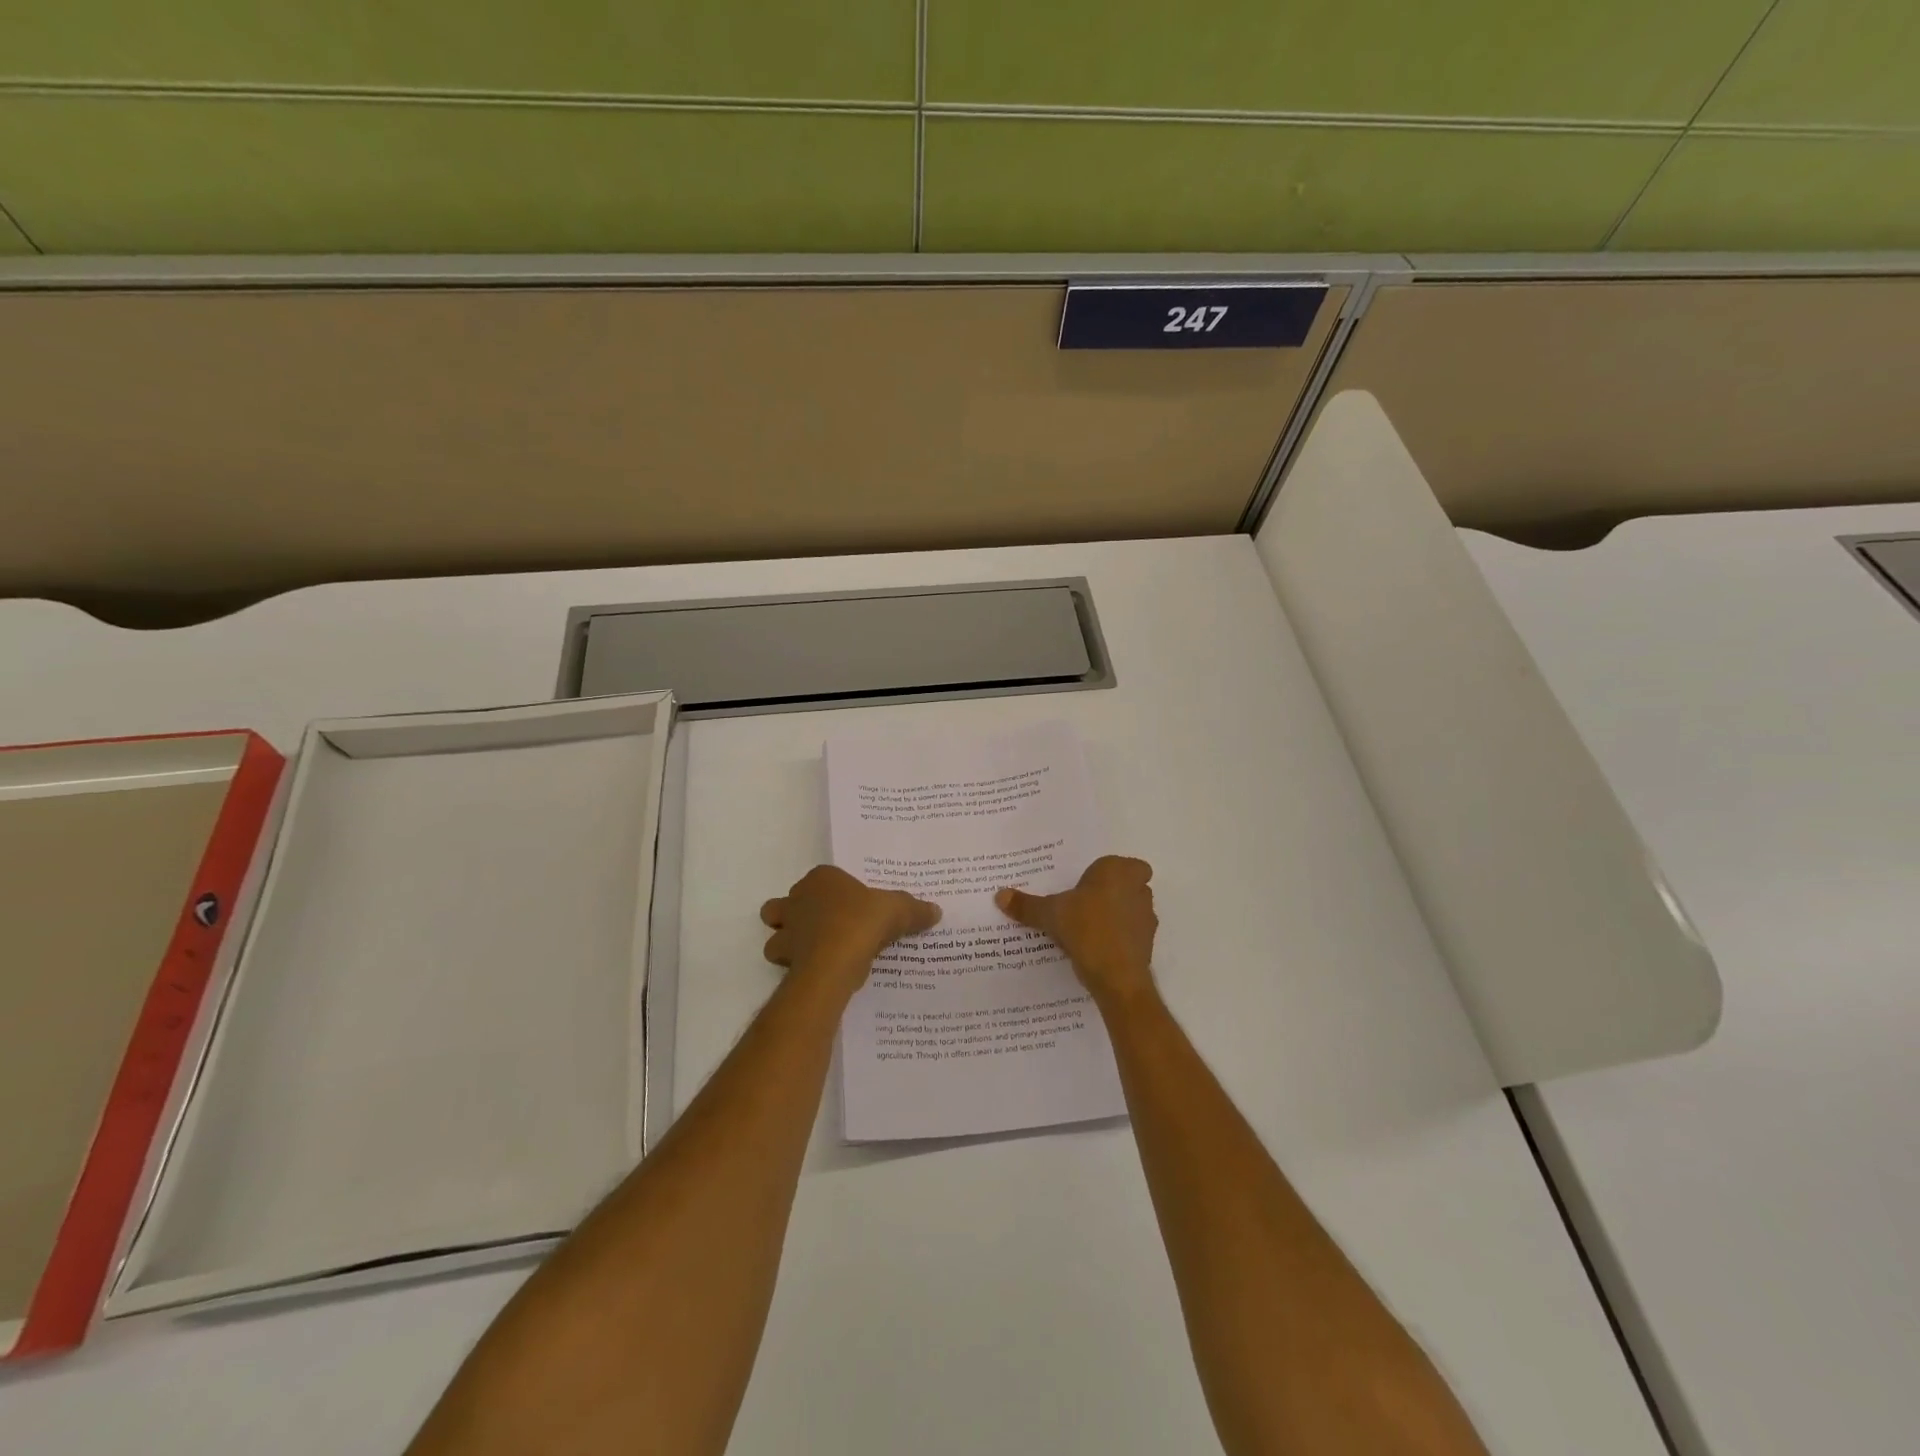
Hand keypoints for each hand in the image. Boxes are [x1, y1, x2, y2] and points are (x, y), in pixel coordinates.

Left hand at [761, 865, 940, 994]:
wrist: (833, 962)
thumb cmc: (862, 922)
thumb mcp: (898, 911)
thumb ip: (915, 910)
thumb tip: (936, 911)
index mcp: (821, 879)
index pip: (823, 878)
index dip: (834, 891)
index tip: (851, 906)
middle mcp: (796, 900)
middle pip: (786, 904)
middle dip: (797, 914)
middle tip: (824, 928)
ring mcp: (786, 931)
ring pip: (776, 933)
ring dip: (789, 942)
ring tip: (816, 953)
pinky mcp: (784, 960)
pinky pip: (785, 963)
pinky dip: (797, 967)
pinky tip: (819, 973)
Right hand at [996, 856, 1158, 1008]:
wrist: (1117, 976)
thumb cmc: (1086, 929)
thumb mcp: (1050, 914)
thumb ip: (1027, 905)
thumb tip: (999, 895)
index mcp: (1118, 871)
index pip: (1120, 863)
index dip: (1106, 872)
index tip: (1087, 884)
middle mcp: (1138, 889)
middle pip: (1127, 885)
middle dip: (1110, 893)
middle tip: (1083, 903)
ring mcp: (1147, 917)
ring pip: (1131, 909)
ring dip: (1116, 916)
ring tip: (1086, 928)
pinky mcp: (1148, 944)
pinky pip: (1131, 934)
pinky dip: (1118, 938)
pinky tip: (1096, 948)